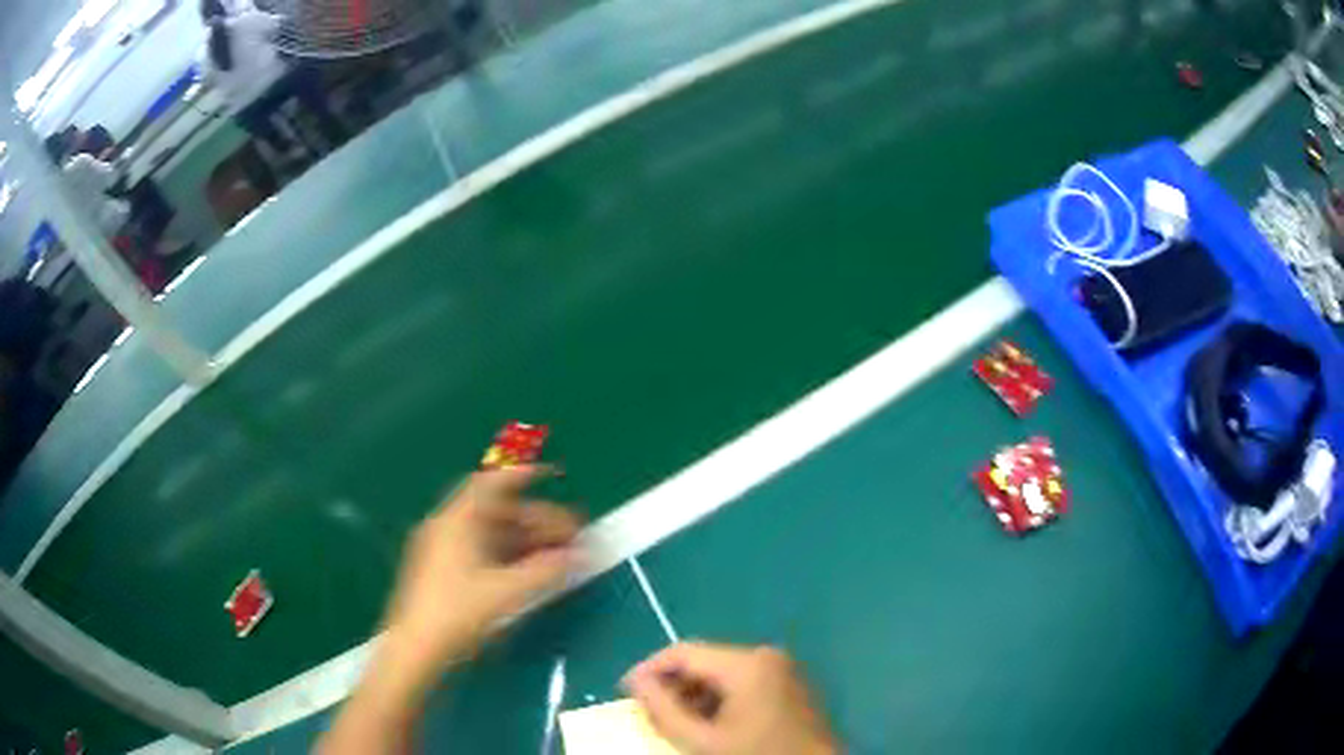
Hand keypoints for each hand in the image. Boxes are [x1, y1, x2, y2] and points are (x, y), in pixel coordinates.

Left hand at [381, 466, 580, 677]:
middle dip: (536, 519)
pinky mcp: (442, 572)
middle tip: (571, 534)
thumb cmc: (458, 613)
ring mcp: (442, 550)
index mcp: (457, 520)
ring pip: (491, 533)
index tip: (554, 476)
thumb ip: (546, 571)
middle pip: (497, 511)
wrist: (415, 649)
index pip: (492, 483)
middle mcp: (447, 527)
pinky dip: (509, 555)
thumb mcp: (507, 592)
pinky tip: (530, 572)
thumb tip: (580, 555)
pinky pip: (482, 551)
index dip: (524, 475)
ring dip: (526, 540)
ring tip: (557, 555)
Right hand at [626, 642, 838, 754]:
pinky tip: (708, 726)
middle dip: (673, 686)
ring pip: (722, 673)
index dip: (649, 669)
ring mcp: (782, 670)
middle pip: (704, 661)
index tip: (625, 693)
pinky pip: (742, 683)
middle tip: (648, 714)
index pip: (683, 651)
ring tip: (675, 724)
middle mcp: (766, 656)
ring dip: (694, 695)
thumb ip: (664, 710)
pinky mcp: (789, 685)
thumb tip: (636, 682)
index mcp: (747, 663)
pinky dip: (719, 701)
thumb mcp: (703, 741)